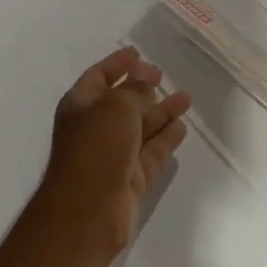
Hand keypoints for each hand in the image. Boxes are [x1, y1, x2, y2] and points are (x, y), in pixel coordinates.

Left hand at [38, 47, 190, 258]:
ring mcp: (112, 155)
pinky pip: (151, 152)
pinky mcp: (130, 179)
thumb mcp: (116, 107)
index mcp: (80, 106)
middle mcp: (94, 128)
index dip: (117, 64)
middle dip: (142, 87)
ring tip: (186, 98)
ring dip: (161, 111)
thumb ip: (134, 90)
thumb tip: (145, 82)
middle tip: (162, 74)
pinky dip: (165, 139)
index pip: (99, 76)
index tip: (138, 54)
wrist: (87, 212)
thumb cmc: (96, 148)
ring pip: (141, 127)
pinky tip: (181, 126)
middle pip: (122, 102)